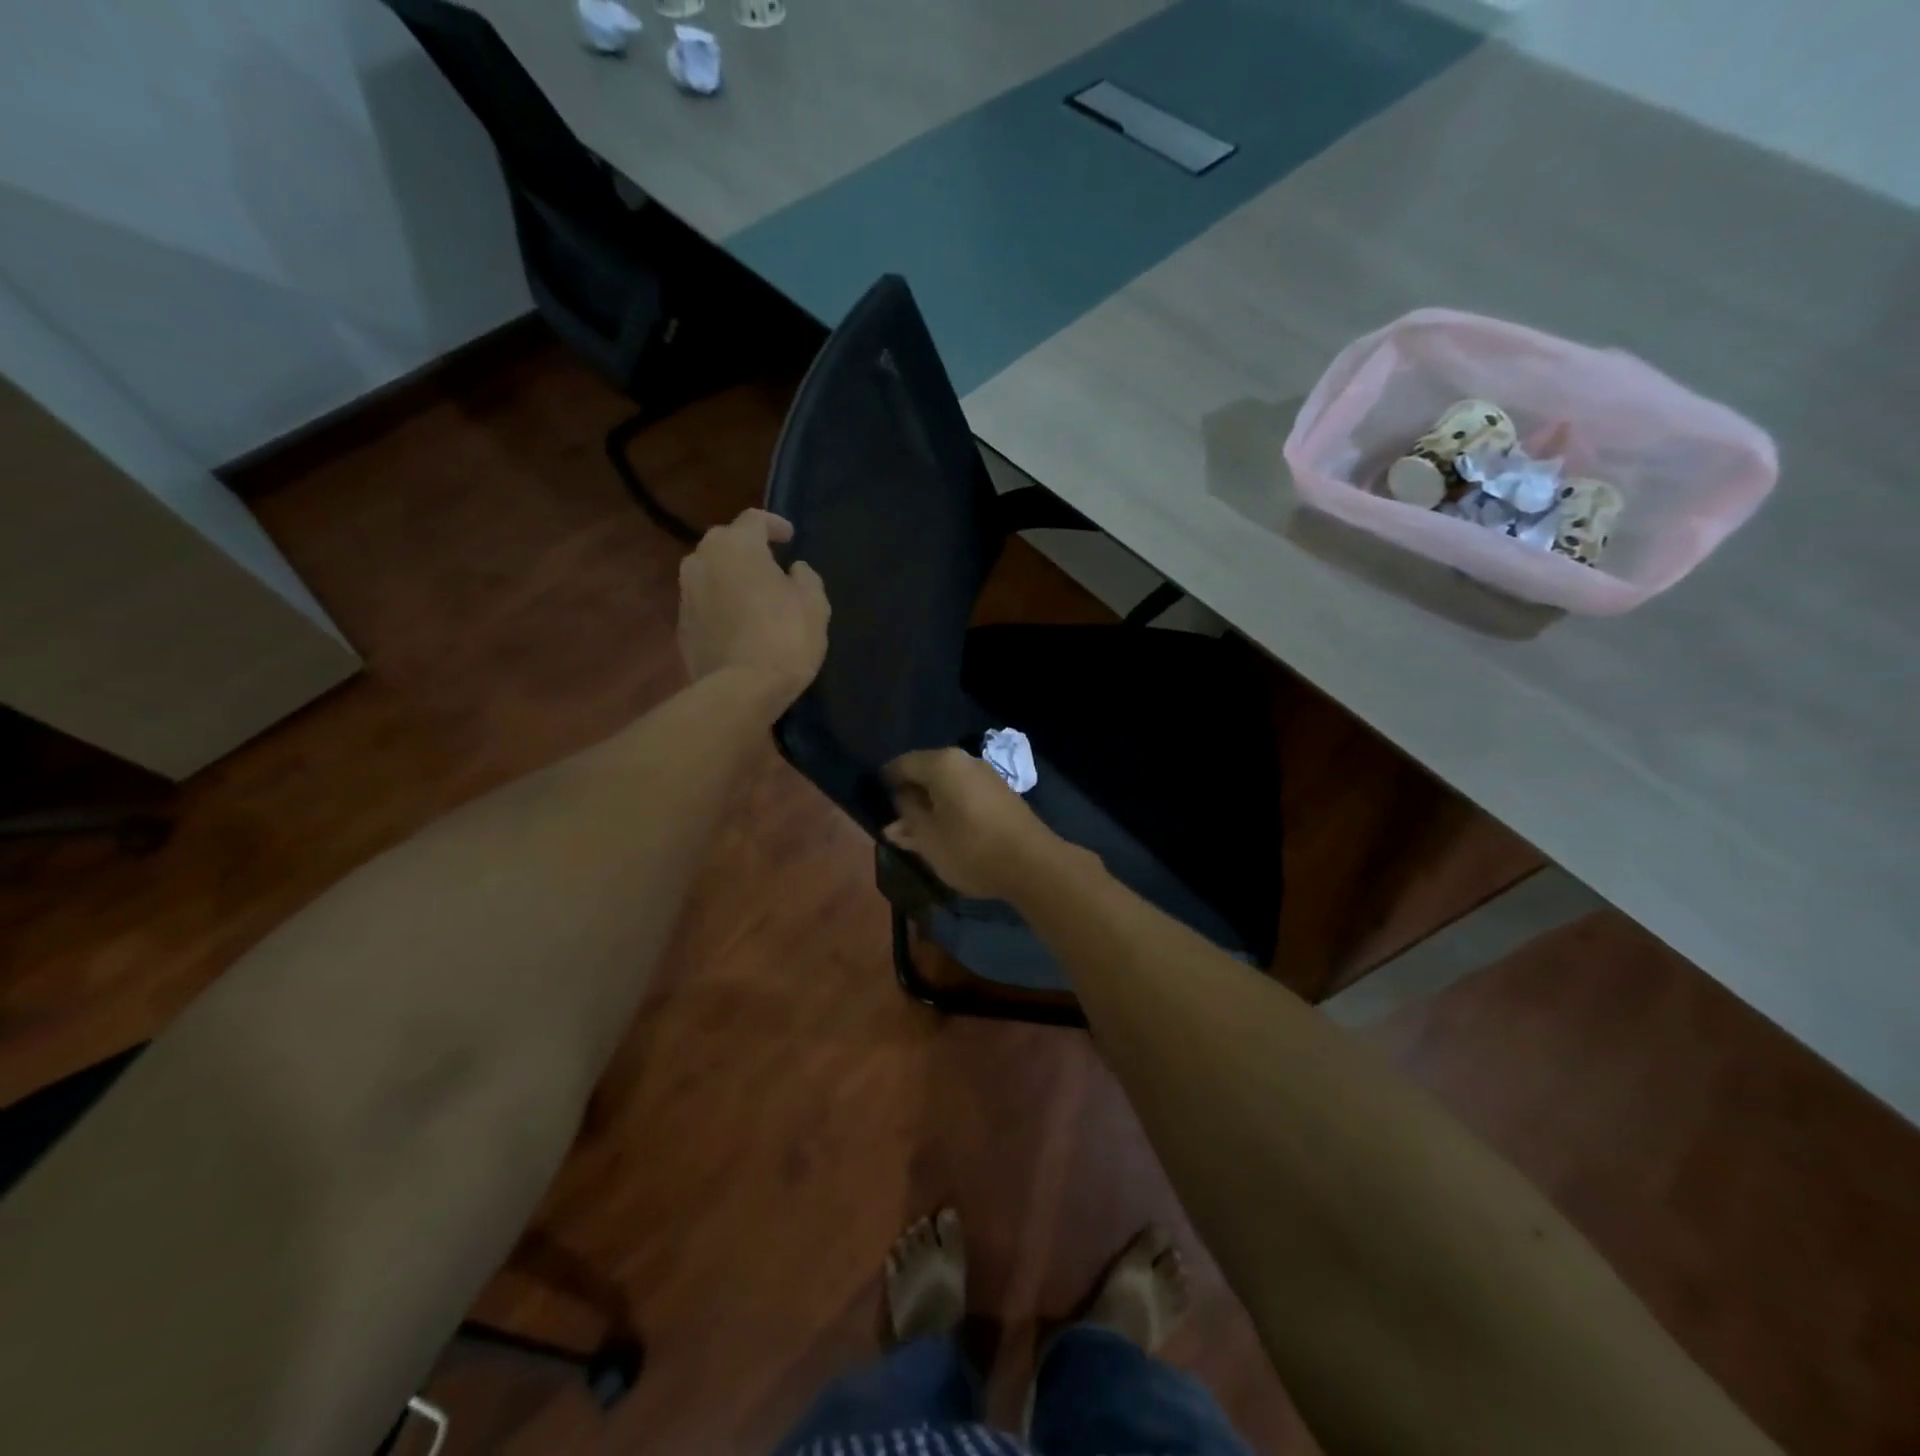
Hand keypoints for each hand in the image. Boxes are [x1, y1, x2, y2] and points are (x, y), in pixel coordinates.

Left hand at [678, 509, 828, 707]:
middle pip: (727, 543)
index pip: (754, 519)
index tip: (790, 538)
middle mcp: (702, 560)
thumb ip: (805, 578)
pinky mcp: (681, 626)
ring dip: (732, 578)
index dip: (774, 525)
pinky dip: (721, 605)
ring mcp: (686, 594)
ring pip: (711, 573)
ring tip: (754, 596)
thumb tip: (794, 570)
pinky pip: (705, 603)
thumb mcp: (813, 604)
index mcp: (736, 546)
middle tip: (772, 567)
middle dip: (749, 550)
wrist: (739, 690)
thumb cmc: (784, 638)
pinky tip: (740, 624)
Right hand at [883, 748, 1064, 899]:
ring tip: (916, 834)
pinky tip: (944, 833)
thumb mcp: (927, 837)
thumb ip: (907, 816)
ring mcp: (987, 777)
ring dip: (930, 806)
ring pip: (947, 786)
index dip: (885, 781)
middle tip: (893, 822)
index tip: (874, 801)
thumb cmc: (970, 848)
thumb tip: (897, 799)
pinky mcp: (1001, 796)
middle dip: (909, 796)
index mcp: (942, 763)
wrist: (1032, 864)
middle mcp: (965, 761)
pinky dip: (950, 810)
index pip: (902, 764)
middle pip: (926, 773)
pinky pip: (965, 796)